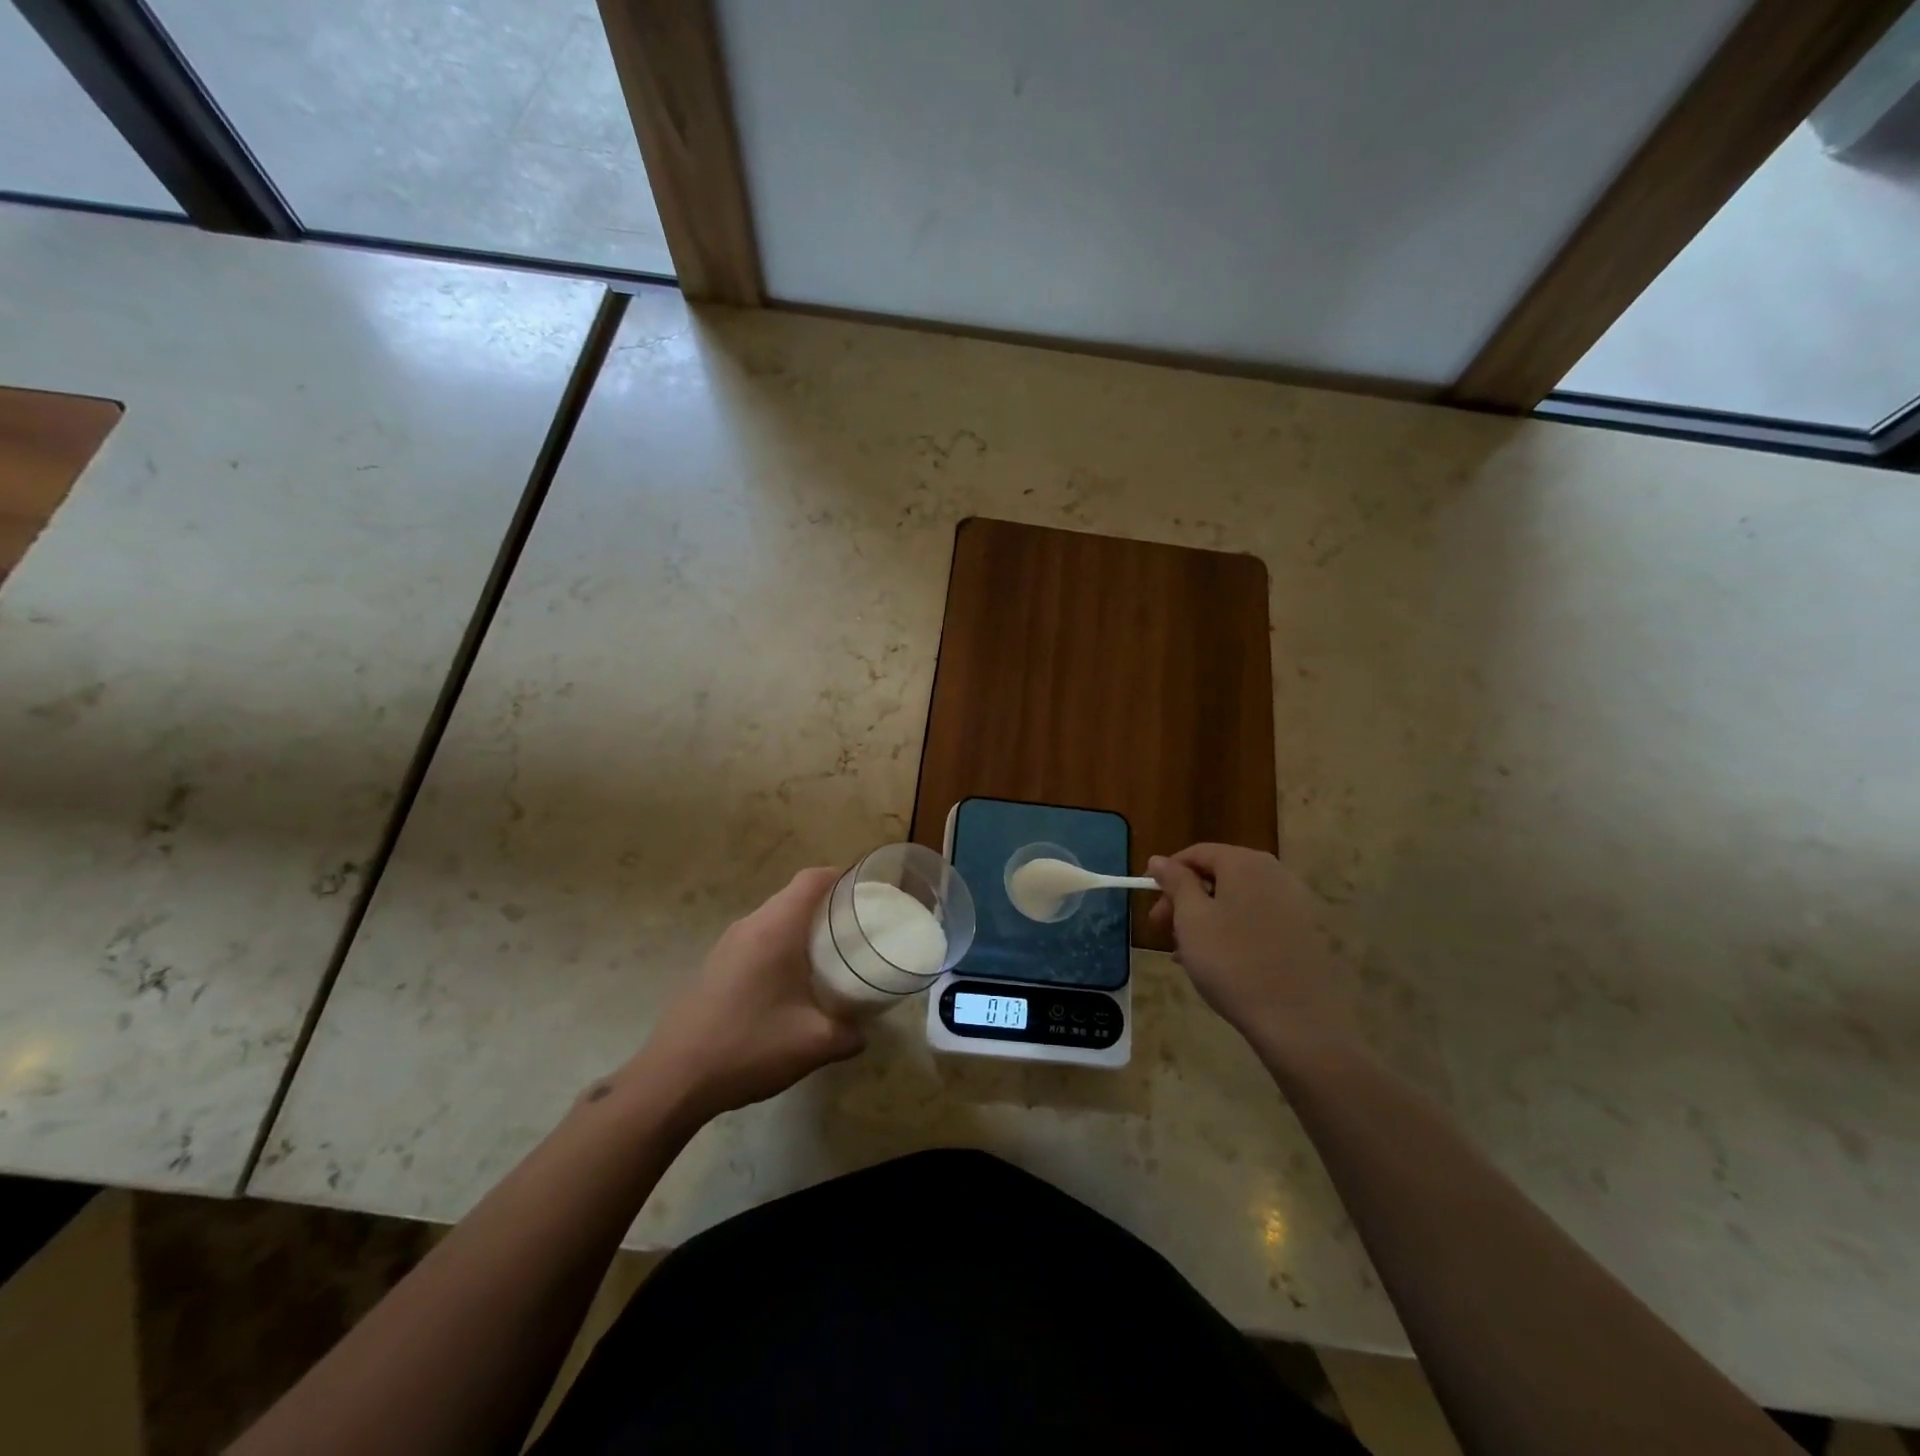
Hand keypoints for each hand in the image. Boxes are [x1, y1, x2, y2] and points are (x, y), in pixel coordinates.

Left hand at [622, 868, 864, 1127]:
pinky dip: (779, 948)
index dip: (841, 877)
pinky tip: (789, 985)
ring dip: (801, 930)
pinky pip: (755, 941)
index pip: (811, 879)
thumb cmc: (748, 1047)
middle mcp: (749, 926)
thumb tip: (862, 1033)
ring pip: (772, 920)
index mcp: (775, 929)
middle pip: (793, 896)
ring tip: (829, 957)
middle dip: (826, 906)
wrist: (673, 1080)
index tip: (866, 893)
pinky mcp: (713, 966)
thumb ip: (849, 1034)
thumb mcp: (813, 1045)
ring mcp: (726, 945)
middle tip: (855, 930)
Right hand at [1147, 844, 1353, 1062]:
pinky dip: (1234, 931)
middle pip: (1219, 875)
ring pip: (1237, 900)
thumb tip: (1159, 859)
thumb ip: (1175, 882)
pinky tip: (1220, 963)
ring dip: (1207, 919)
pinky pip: (1259, 920)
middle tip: (1163, 931)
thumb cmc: (1233, 962)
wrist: (1300, 1021)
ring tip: (1188, 954)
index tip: (1151, 902)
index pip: (1197, 853)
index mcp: (1245, 863)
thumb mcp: (1191, 919)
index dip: (1168, 873)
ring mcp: (1296, 902)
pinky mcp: (1307, 932)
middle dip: (1186, 899)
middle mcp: (1275, 873)